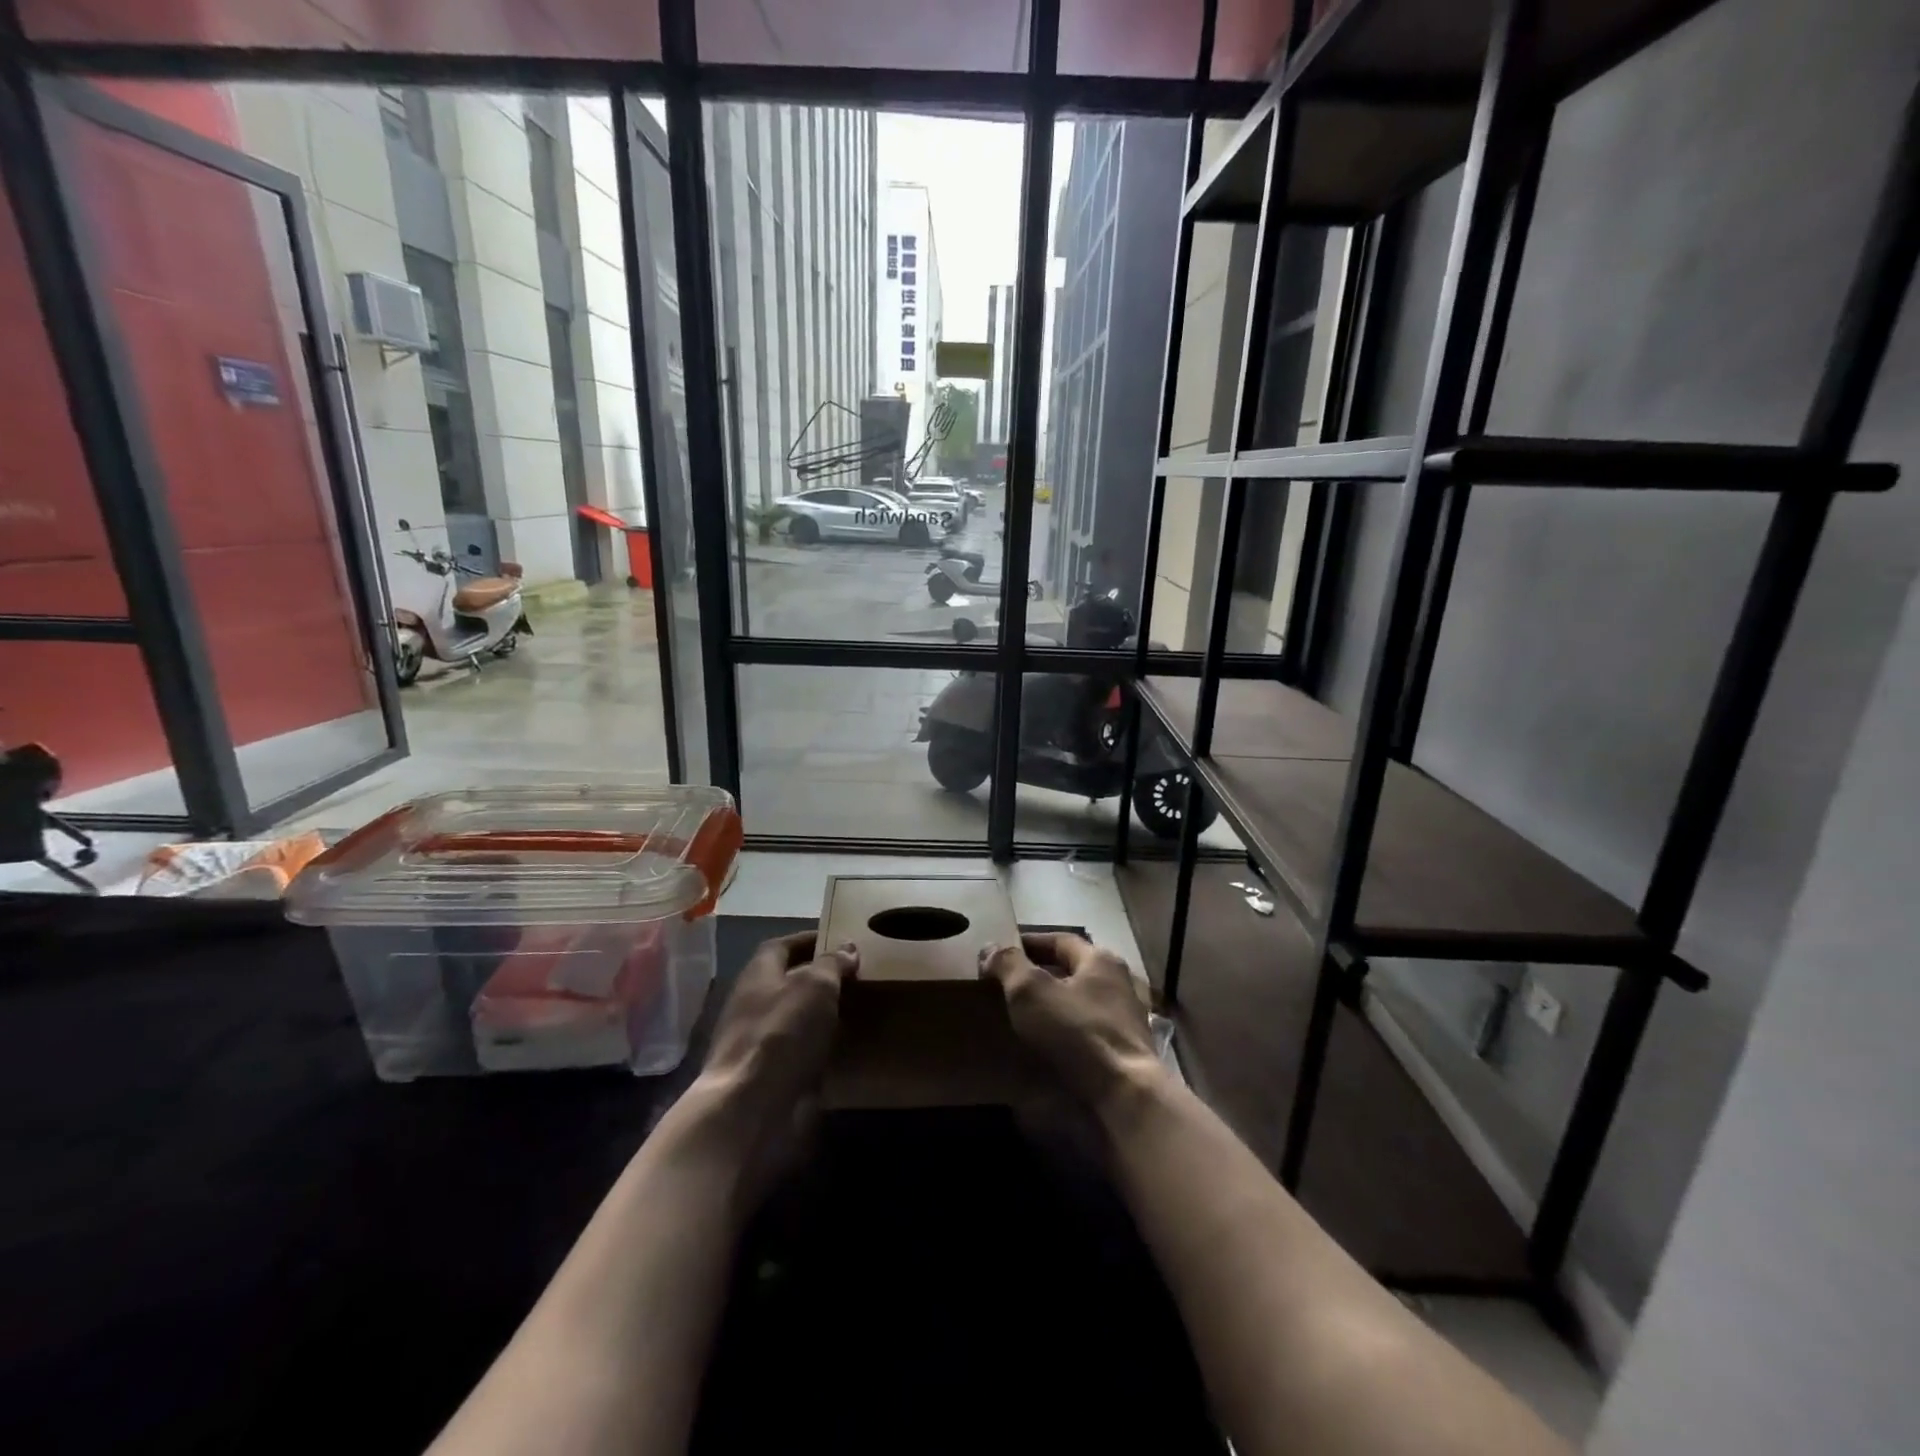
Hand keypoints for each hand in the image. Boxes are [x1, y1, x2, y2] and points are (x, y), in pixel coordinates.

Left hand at [696, 931, 857, 1126]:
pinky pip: (802, 1053)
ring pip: (798, 1019)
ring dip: (824, 1015)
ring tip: (862, 1009)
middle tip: (860, 976)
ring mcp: (760, 1043)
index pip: (783, 945)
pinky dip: (823, 1049)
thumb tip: (846, 949)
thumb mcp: (815, 986)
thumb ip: (832, 964)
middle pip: (790, 982)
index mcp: (758, 974)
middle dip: (822, 978)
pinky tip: (850, 1048)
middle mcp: (755, 1004)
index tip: (842, 941)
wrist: (750, 1110)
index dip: (811, 940)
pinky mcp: (771, 1077)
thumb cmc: (781, 1033)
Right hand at [979, 933, 1161, 1108]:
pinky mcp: (1127, 1051)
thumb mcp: (1030, 991)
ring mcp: (1127, 1018)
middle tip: (1009, 984)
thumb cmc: (1076, 1031)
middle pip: (1073, 970)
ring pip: (1082, 1001)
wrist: (1125, 1094)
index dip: (1029, 943)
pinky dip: (1068, 1031)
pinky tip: (1050, 1045)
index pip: (1059, 940)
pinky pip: (1089, 1030)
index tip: (1003, 951)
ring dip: (1055, 1005)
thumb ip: (1008, 964)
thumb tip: (990, 948)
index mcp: (1100, 959)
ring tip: (1025, 1016)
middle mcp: (1119, 982)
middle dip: (1042, 974)